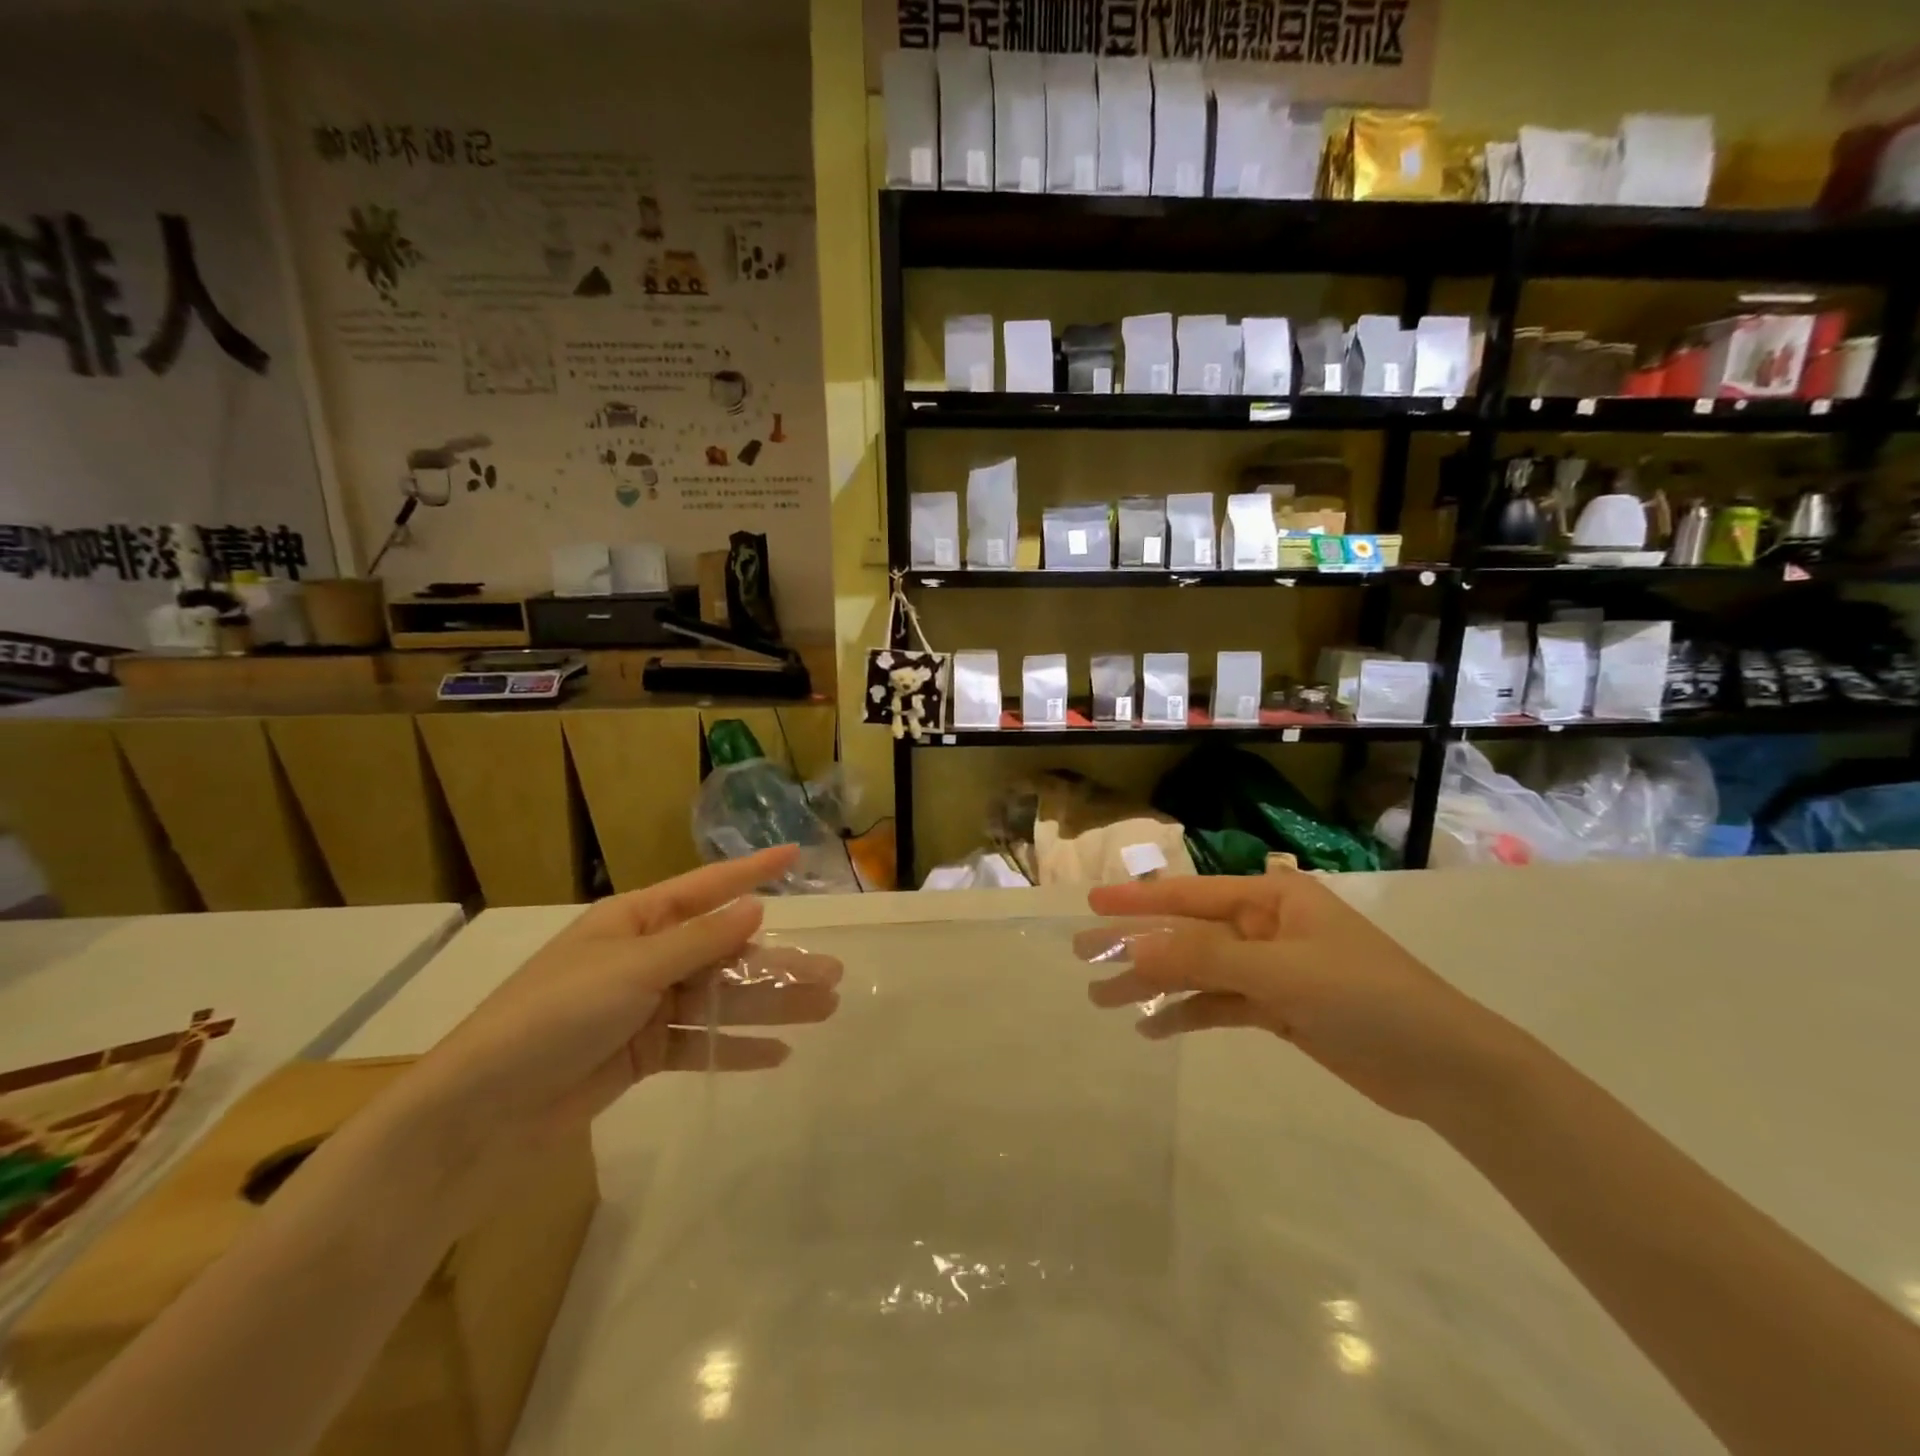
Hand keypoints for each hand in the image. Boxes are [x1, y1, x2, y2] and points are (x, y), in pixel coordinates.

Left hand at [379, 846, 840, 1219]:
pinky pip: (700, 1042)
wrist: (482, 1112)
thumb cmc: (554, 1017)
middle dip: (777, 963)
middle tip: (832, 974)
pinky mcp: (643, 1053)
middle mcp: (646, 957)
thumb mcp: (630, 970)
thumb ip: (699, 941)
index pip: (707, 888)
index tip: (794, 854)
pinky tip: (777, 1054)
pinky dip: (735, 1047)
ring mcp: (646, 1006)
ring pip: (721, 999)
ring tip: (822, 1010)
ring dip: (769, 1005)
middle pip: (726, 953)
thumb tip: (756, 906)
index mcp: (637, 922)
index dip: (752, 871)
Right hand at [1081, 871, 1516, 1121]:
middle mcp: (1266, 926)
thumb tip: (1133, 947)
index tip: (1092, 903)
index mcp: (1273, 897)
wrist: (1447, 1070)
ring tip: (1103, 1001)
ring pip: (1198, 971)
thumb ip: (1205, 958)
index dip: (1138, 899)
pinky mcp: (1278, 1010)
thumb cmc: (1368, 999)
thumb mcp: (1282, 973)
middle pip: (1187, 932)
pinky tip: (1152, 1029)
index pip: (1191, 894)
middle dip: (1135, 945)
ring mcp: (1272, 970)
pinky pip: (1219, 1005)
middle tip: (1082, 956)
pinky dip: (1187, 1015)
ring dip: (1154, 985)